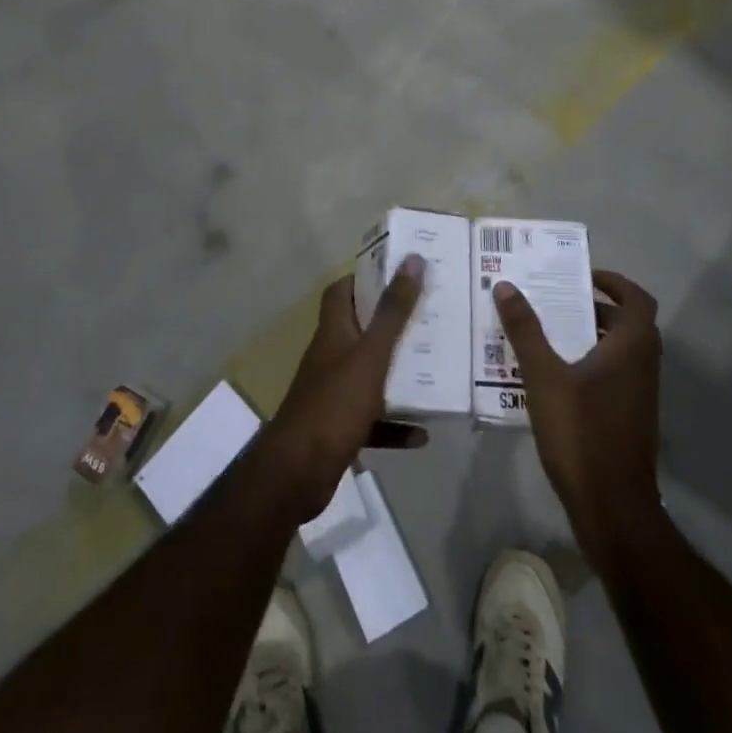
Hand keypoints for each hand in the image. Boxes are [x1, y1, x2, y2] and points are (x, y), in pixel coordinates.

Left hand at [259, 255, 427, 518]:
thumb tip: (413, 259)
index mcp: (333, 331)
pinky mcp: (339, 428)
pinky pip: (373, 420)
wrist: (298, 473)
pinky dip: (396, 424)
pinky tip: (423, 433)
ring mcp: (333, 393)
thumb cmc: (334, 403)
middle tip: (429, 319)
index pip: (343, 290)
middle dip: (393, 325)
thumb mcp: (371, 354)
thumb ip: (393, 311)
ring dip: (398, 375)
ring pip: (370, 375)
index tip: (400, 275)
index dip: (367, 279)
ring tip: (434, 370)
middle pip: (361, 330)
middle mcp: (331, 356)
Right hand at [494, 269, 661, 563]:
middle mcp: (644, 366)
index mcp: (632, 347)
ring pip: (619, 352)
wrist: (612, 509)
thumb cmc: (581, 433)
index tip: (583, 277)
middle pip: (627, 323)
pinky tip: (554, 379)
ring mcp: (640, 396)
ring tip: (547, 334)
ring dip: (589, 337)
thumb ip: (525, 329)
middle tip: (556, 302)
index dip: (614, 282)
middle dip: (593, 308)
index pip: (637, 299)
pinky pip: (613, 377)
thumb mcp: (543, 376)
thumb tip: (505, 285)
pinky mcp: (630, 420)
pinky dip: (590, 365)